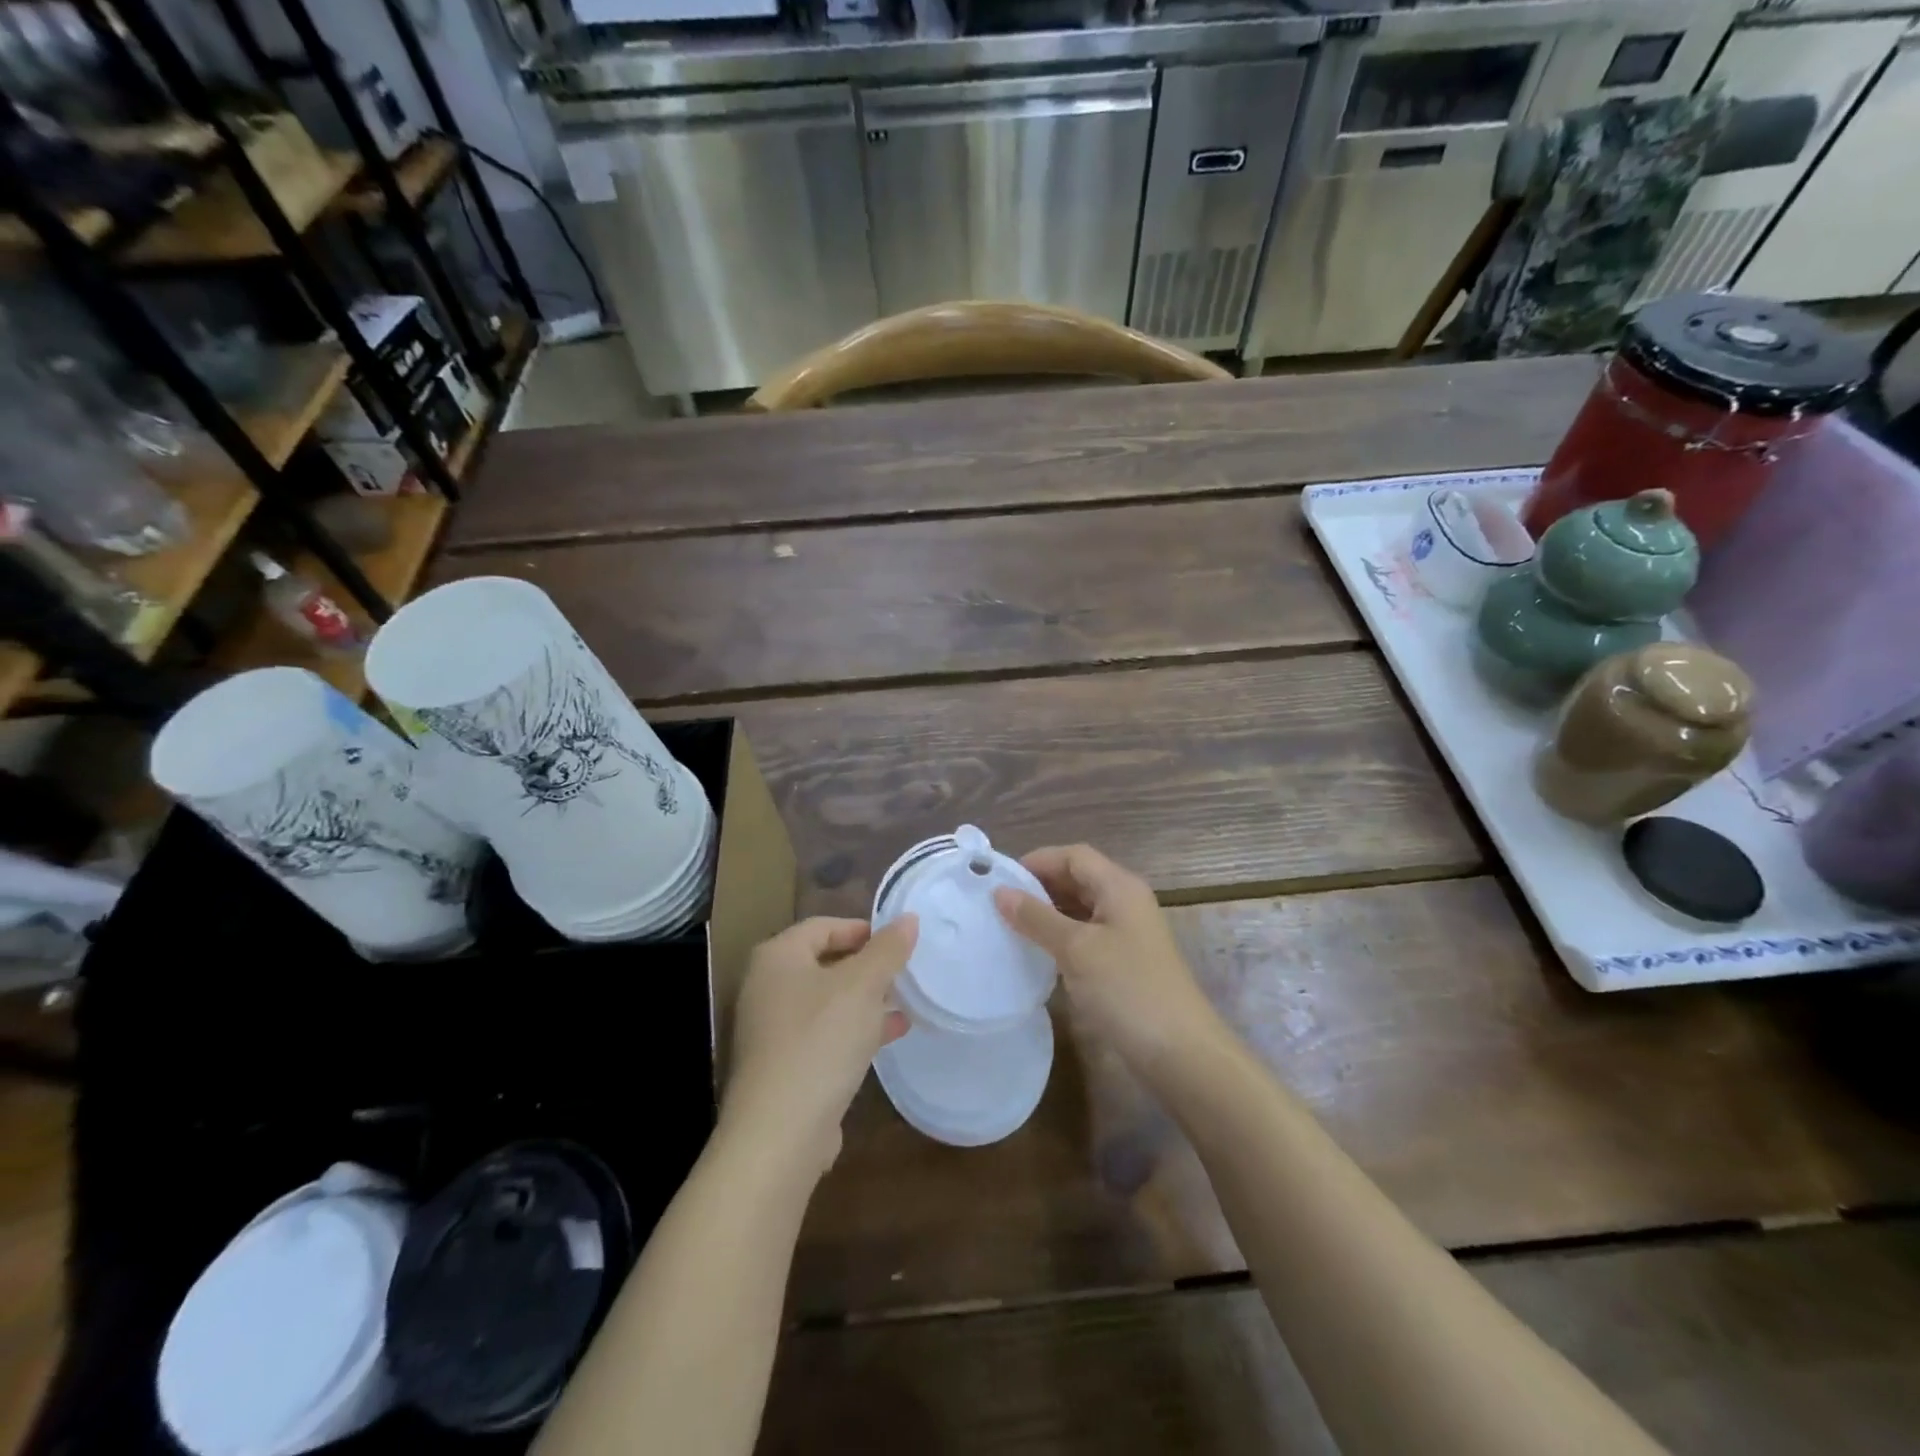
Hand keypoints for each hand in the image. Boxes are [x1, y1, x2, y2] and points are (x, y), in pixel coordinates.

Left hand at [722, 915, 917, 1178]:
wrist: (780, 1132)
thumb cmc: (821, 1040)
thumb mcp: (864, 985)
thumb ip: (888, 949)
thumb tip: (908, 918)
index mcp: (777, 957)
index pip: (822, 926)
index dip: (862, 929)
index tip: (898, 942)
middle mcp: (766, 987)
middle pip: (824, 963)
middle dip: (867, 967)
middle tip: (903, 973)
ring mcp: (771, 1030)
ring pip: (827, 1002)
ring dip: (865, 1000)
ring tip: (905, 1003)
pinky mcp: (782, 1066)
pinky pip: (824, 1035)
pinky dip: (854, 1030)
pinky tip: (888, 1036)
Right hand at [995, 845, 1225, 1078]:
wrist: (1180, 1053)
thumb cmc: (1127, 989)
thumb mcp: (1076, 949)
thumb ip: (1037, 917)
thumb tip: (1000, 892)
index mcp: (1120, 887)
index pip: (1074, 856)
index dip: (1038, 861)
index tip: (1000, 880)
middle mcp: (1126, 902)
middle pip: (1078, 879)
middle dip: (1040, 886)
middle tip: (999, 904)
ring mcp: (1128, 935)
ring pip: (1081, 909)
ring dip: (1048, 913)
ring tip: (1011, 927)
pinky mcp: (1126, 963)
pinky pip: (1087, 937)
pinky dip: (1061, 938)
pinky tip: (1038, 954)